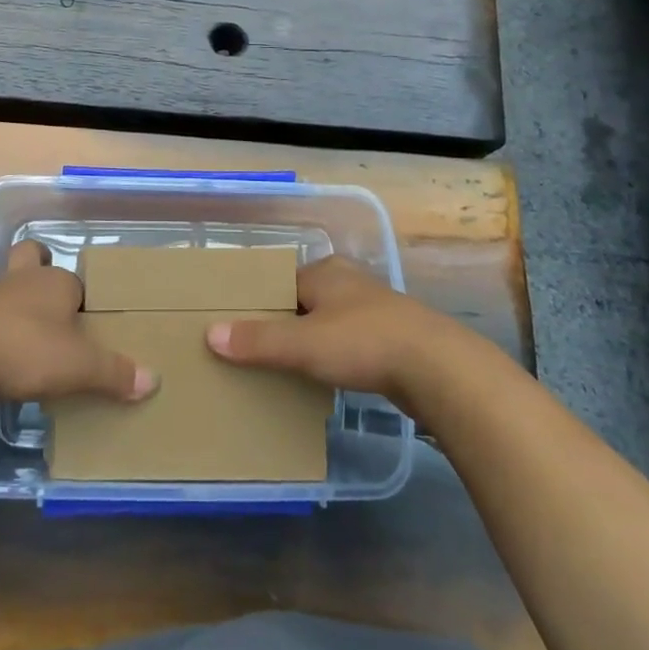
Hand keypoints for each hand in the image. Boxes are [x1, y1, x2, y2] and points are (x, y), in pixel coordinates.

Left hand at [0, 240, 158, 407]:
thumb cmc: (24, 349)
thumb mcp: (78, 366)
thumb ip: (114, 373)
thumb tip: (153, 379)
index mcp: (55, 282)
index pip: (76, 282)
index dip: (81, 300)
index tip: (86, 325)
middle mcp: (23, 280)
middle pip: (31, 259)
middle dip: (39, 271)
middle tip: (50, 306)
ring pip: (7, 288)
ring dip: (15, 307)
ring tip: (26, 341)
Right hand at [205, 256, 448, 407]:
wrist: (438, 369)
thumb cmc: (364, 342)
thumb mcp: (303, 343)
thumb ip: (258, 340)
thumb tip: (210, 334)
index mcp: (324, 271)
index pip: (279, 282)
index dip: (257, 303)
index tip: (235, 326)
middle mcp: (347, 282)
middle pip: (302, 301)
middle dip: (282, 324)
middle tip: (254, 351)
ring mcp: (373, 309)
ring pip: (327, 322)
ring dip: (310, 342)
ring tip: (284, 369)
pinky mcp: (392, 338)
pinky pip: (349, 342)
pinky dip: (334, 356)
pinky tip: (325, 378)